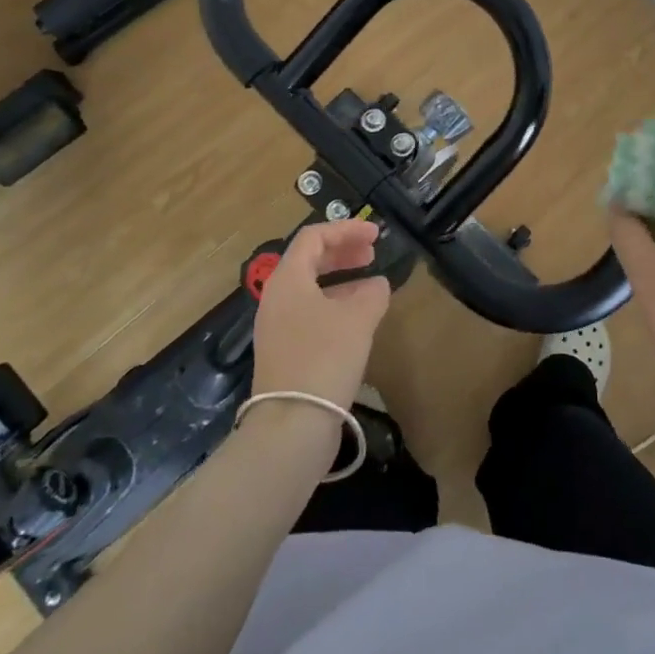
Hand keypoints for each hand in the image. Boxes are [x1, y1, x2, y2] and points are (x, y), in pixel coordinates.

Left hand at [251, 219, 391, 407]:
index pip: (314, 237)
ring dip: (342, 280)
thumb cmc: (324, 357)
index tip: (376, 233)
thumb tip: (377, 285)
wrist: (292, 424)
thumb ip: (372, 293)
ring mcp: (278, 326)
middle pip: (309, 260)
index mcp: (288, 279)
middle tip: (373, 252)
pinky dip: (336, 305)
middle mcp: (277, 298)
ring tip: (372, 285)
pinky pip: (311, 313)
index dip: (346, 229)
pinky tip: (359, 319)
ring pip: (311, 288)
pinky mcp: (285, 352)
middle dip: (343, 252)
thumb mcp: (358, 318)